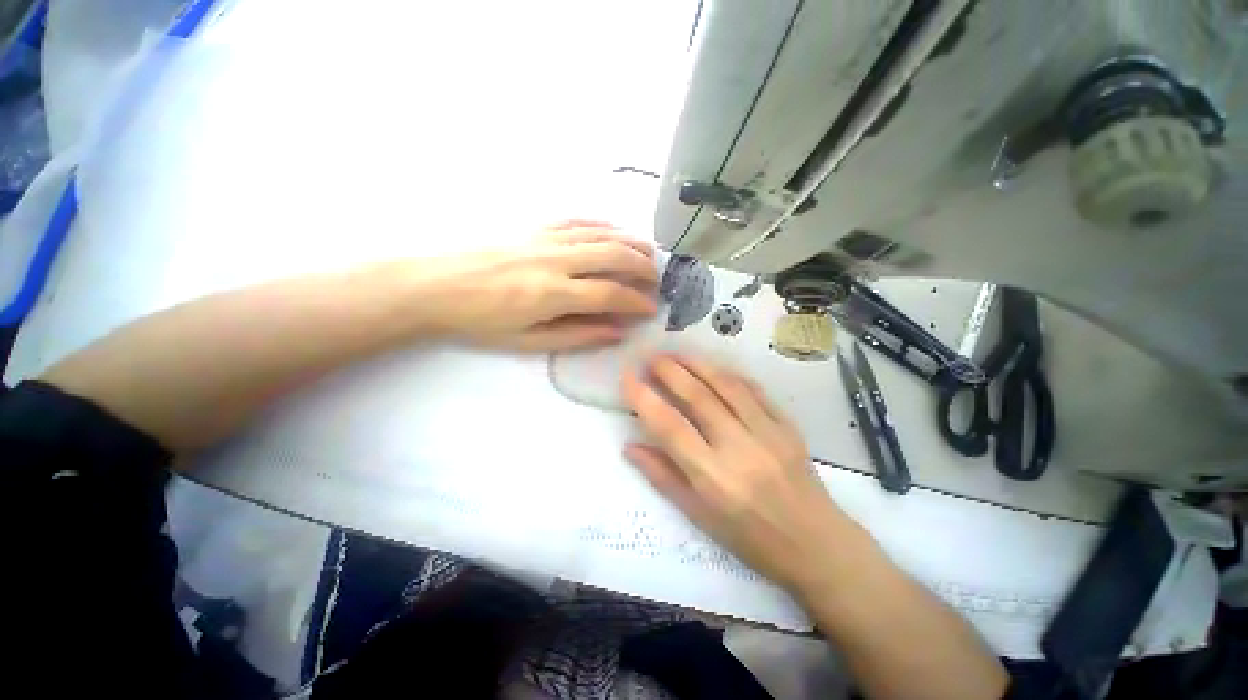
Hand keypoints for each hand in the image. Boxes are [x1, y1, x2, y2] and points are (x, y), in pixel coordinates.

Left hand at [421, 220, 657, 350]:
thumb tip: (616, 330)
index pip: (610, 293)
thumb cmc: (480, 322)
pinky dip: (602, 225)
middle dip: (643, 267)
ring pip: (601, 233)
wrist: (434, 286)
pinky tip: (614, 231)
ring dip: (630, 242)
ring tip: (649, 253)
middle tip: (657, 280)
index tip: (651, 309)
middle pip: (613, 255)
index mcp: (553, 293)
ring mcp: (546, 238)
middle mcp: (556, 259)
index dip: (636, 301)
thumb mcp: (529, 341)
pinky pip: (577, 220)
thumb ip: (577, 334)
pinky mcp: (535, 227)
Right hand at [622, 354, 859, 592]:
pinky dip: (730, 375)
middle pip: (698, 397)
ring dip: (698, 364)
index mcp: (713, 477)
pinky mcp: (787, 426)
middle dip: (670, 371)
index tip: (627, 377)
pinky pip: (754, 391)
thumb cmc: (750, 538)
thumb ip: (663, 476)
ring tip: (677, 354)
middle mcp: (739, 448)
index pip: (670, 427)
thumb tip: (630, 446)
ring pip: (727, 386)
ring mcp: (767, 433)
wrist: (816, 545)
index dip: (644, 398)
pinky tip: (715, 368)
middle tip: (651, 357)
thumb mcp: (698, 516)